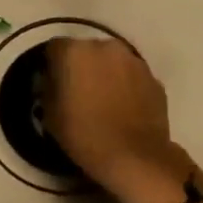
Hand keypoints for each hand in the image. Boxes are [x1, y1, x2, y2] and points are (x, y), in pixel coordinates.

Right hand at [45, 39, 201, 202]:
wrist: (134, 156)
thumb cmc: (84, 134)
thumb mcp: (50, 115)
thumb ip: (48, 89)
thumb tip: (52, 81)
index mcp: (74, 52)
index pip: (54, 48)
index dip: (52, 66)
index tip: (53, 85)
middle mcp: (105, 46)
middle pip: (86, 51)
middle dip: (81, 66)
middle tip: (78, 92)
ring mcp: (133, 60)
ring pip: (112, 61)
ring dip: (105, 74)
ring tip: (103, 101)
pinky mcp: (153, 77)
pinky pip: (132, 76)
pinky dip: (126, 86)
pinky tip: (123, 109)